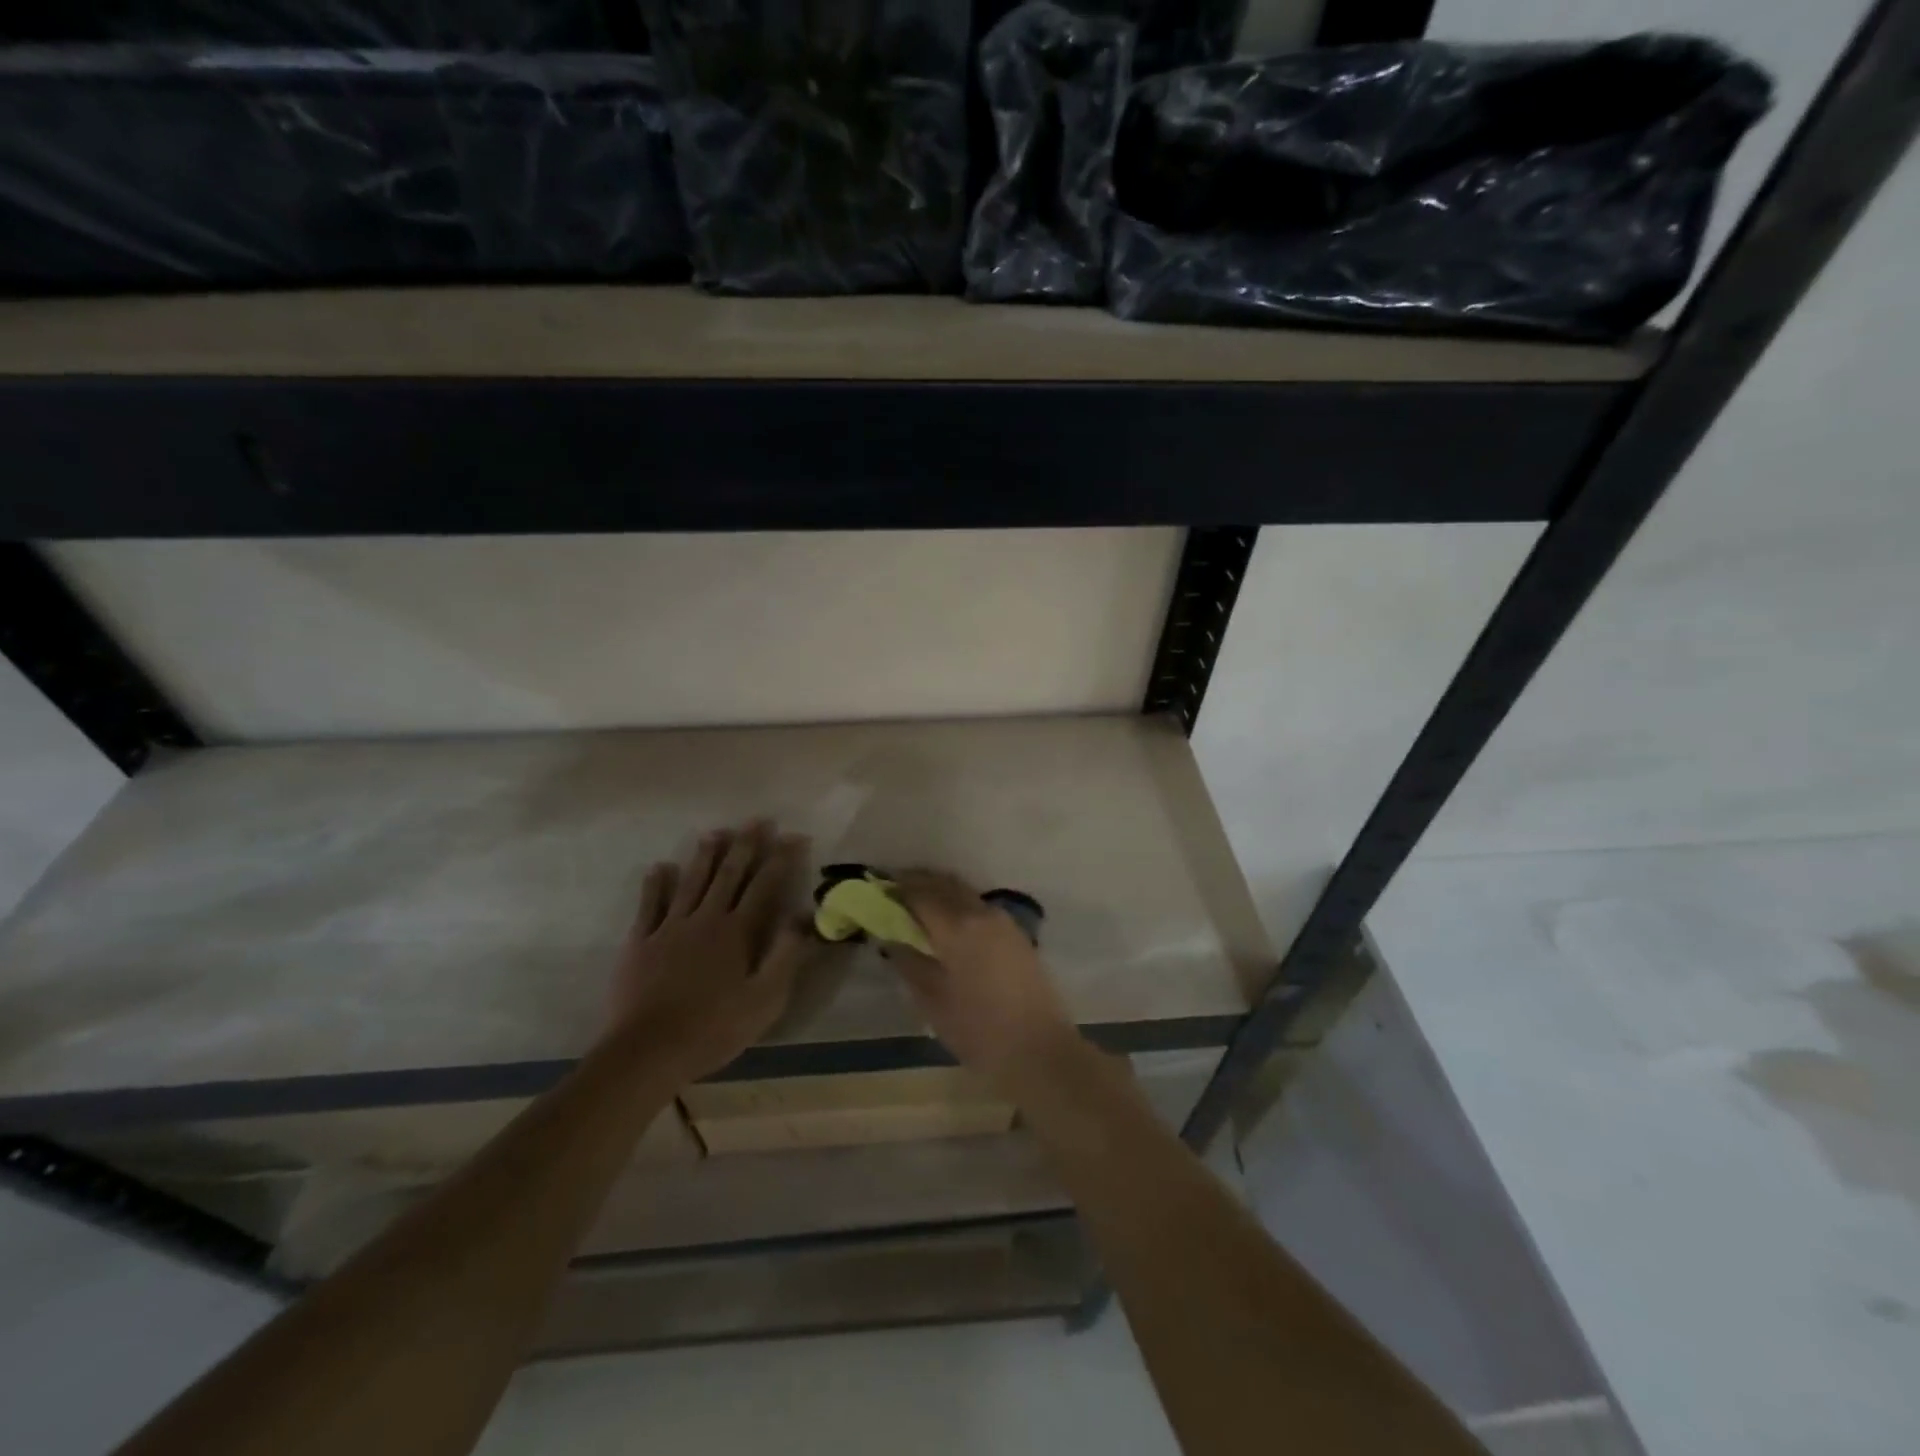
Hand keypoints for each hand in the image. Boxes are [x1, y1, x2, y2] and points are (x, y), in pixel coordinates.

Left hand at [608, 821, 811, 1085]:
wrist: (648, 1051)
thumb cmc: (714, 1028)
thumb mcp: (765, 999)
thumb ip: (786, 955)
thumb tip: (804, 917)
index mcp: (738, 932)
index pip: (765, 886)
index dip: (781, 859)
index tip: (794, 836)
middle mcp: (706, 919)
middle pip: (729, 874)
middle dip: (745, 845)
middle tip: (757, 820)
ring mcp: (670, 928)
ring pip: (691, 882)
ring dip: (705, 856)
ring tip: (715, 832)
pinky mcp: (641, 942)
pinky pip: (649, 905)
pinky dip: (655, 884)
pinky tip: (659, 867)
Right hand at [890, 869, 1081, 1085]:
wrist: (1040, 1050)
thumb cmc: (980, 1031)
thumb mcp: (933, 1002)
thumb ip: (909, 964)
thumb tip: (891, 939)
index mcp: (957, 927)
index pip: (920, 894)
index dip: (896, 889)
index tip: (877, 889)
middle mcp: (981, 913)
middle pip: (944, 884)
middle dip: (917, 882)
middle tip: (893, 889)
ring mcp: (1002, 921)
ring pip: (963, 892)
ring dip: (939, 889)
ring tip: (916, 902)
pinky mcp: (1015, 933)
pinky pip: (978, 905)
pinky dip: (957, 902)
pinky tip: (946, 920)